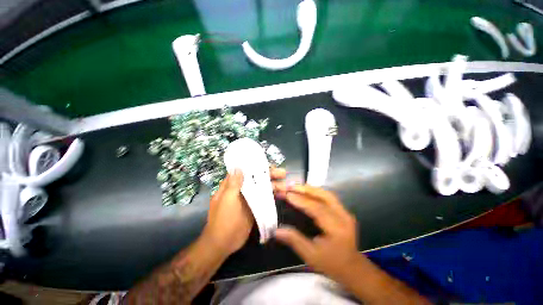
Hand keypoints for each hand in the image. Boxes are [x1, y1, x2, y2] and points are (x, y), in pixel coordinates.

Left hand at [203, 167, 286, 256]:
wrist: (223, 243)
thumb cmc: (223, 219)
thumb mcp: (227, 199)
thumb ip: (234, 183)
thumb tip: (238, 167)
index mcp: (232, 185)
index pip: (246, 171)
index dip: (257, 166)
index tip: (270, 165)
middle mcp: (241, 189)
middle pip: (256, 178)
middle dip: (269, 175)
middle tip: (283, 173)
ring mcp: (249, 198)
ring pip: (262, 187)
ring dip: (273, 185)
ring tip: (286, 185)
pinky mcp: (254, 207)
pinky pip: (264, 198)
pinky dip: (272, 195)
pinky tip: (282, 194)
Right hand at [274, 185, 360, 281]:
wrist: (352, 267)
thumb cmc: (331, 263)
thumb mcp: (311, 256)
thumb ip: (294, 240)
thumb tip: (277, 230)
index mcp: (337, 229)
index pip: (318, 209)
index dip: (302, 201)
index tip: (288, 195)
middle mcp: (343, 217)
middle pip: (324, 196)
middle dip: (306, 190)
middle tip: (291, 186)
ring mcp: (345, 212)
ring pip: (327, 194)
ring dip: (311, 189)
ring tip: (297, 186)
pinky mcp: (343, 211)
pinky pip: (329, 197)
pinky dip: (316, 192)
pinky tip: (307, 191)